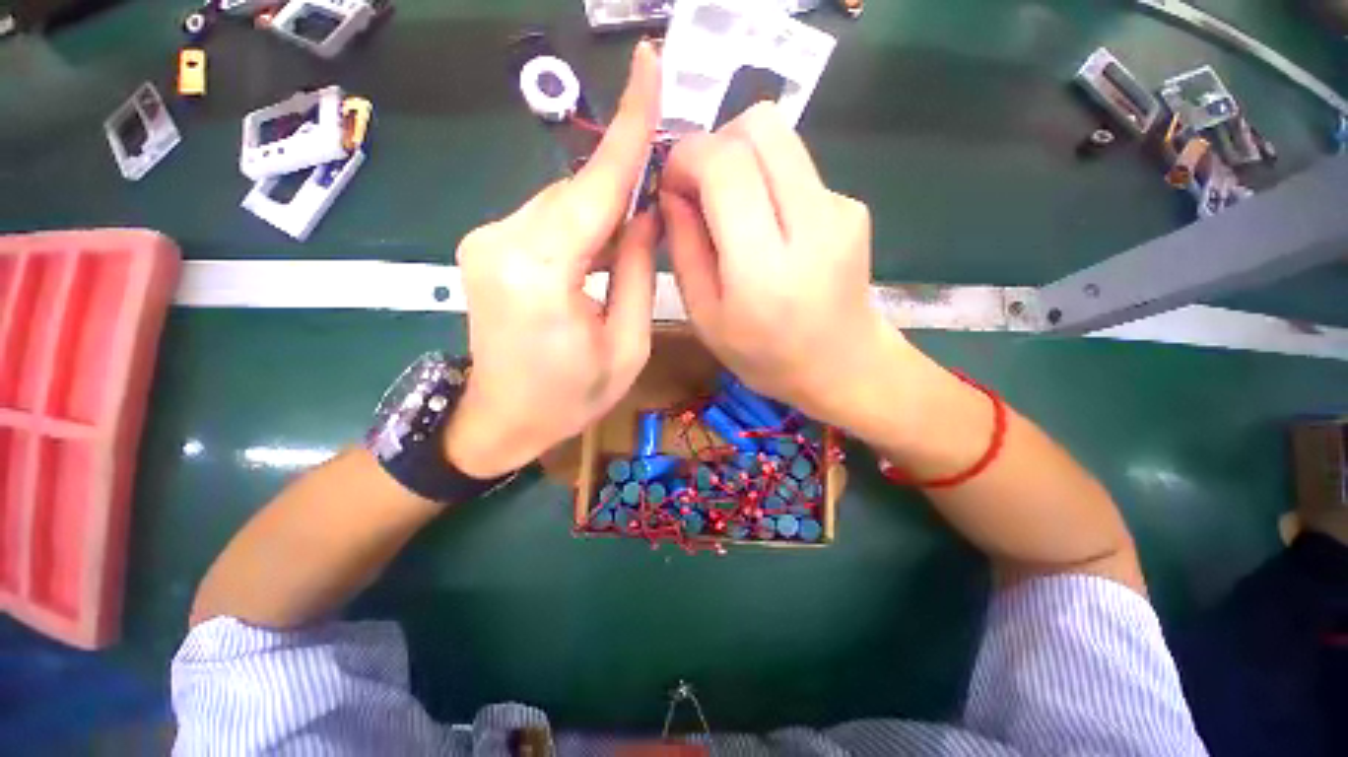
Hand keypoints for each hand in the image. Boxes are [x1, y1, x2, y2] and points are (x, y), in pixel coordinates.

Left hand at [443, 42, 660, 477]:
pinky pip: (547, 220)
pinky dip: (580, 225)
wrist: (501, 421)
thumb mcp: (626, 347)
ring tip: (628, 241)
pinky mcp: (486, 246)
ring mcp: (486, 240)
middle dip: (621, 186)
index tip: (648, 65)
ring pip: (562, 203)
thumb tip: (646, 215)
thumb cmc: (571, 398)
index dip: (627, 126)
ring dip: (602, 212)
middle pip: (577, 193)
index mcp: (541, 273)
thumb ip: (637, 275)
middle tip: (659, 194)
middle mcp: (503, 241)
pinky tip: (598, 249)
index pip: (593, 186)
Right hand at [660, 102, 911, 429]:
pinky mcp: (852, 206)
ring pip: (780, 138)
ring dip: (743, 162)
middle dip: (716, 144)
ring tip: (734, 213)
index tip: (672, 182)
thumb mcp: (706, 317)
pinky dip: (770, 184)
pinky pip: (797, 169)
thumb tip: (672, 190)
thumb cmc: (764, 354)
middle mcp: (811, 225)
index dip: (688, 156)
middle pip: (760, 126)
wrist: (841, 365)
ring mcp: (840, 209)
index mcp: (764, 269)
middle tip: (701, 190)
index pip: (725, 166)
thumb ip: (684, 250)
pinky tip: (770, 229)